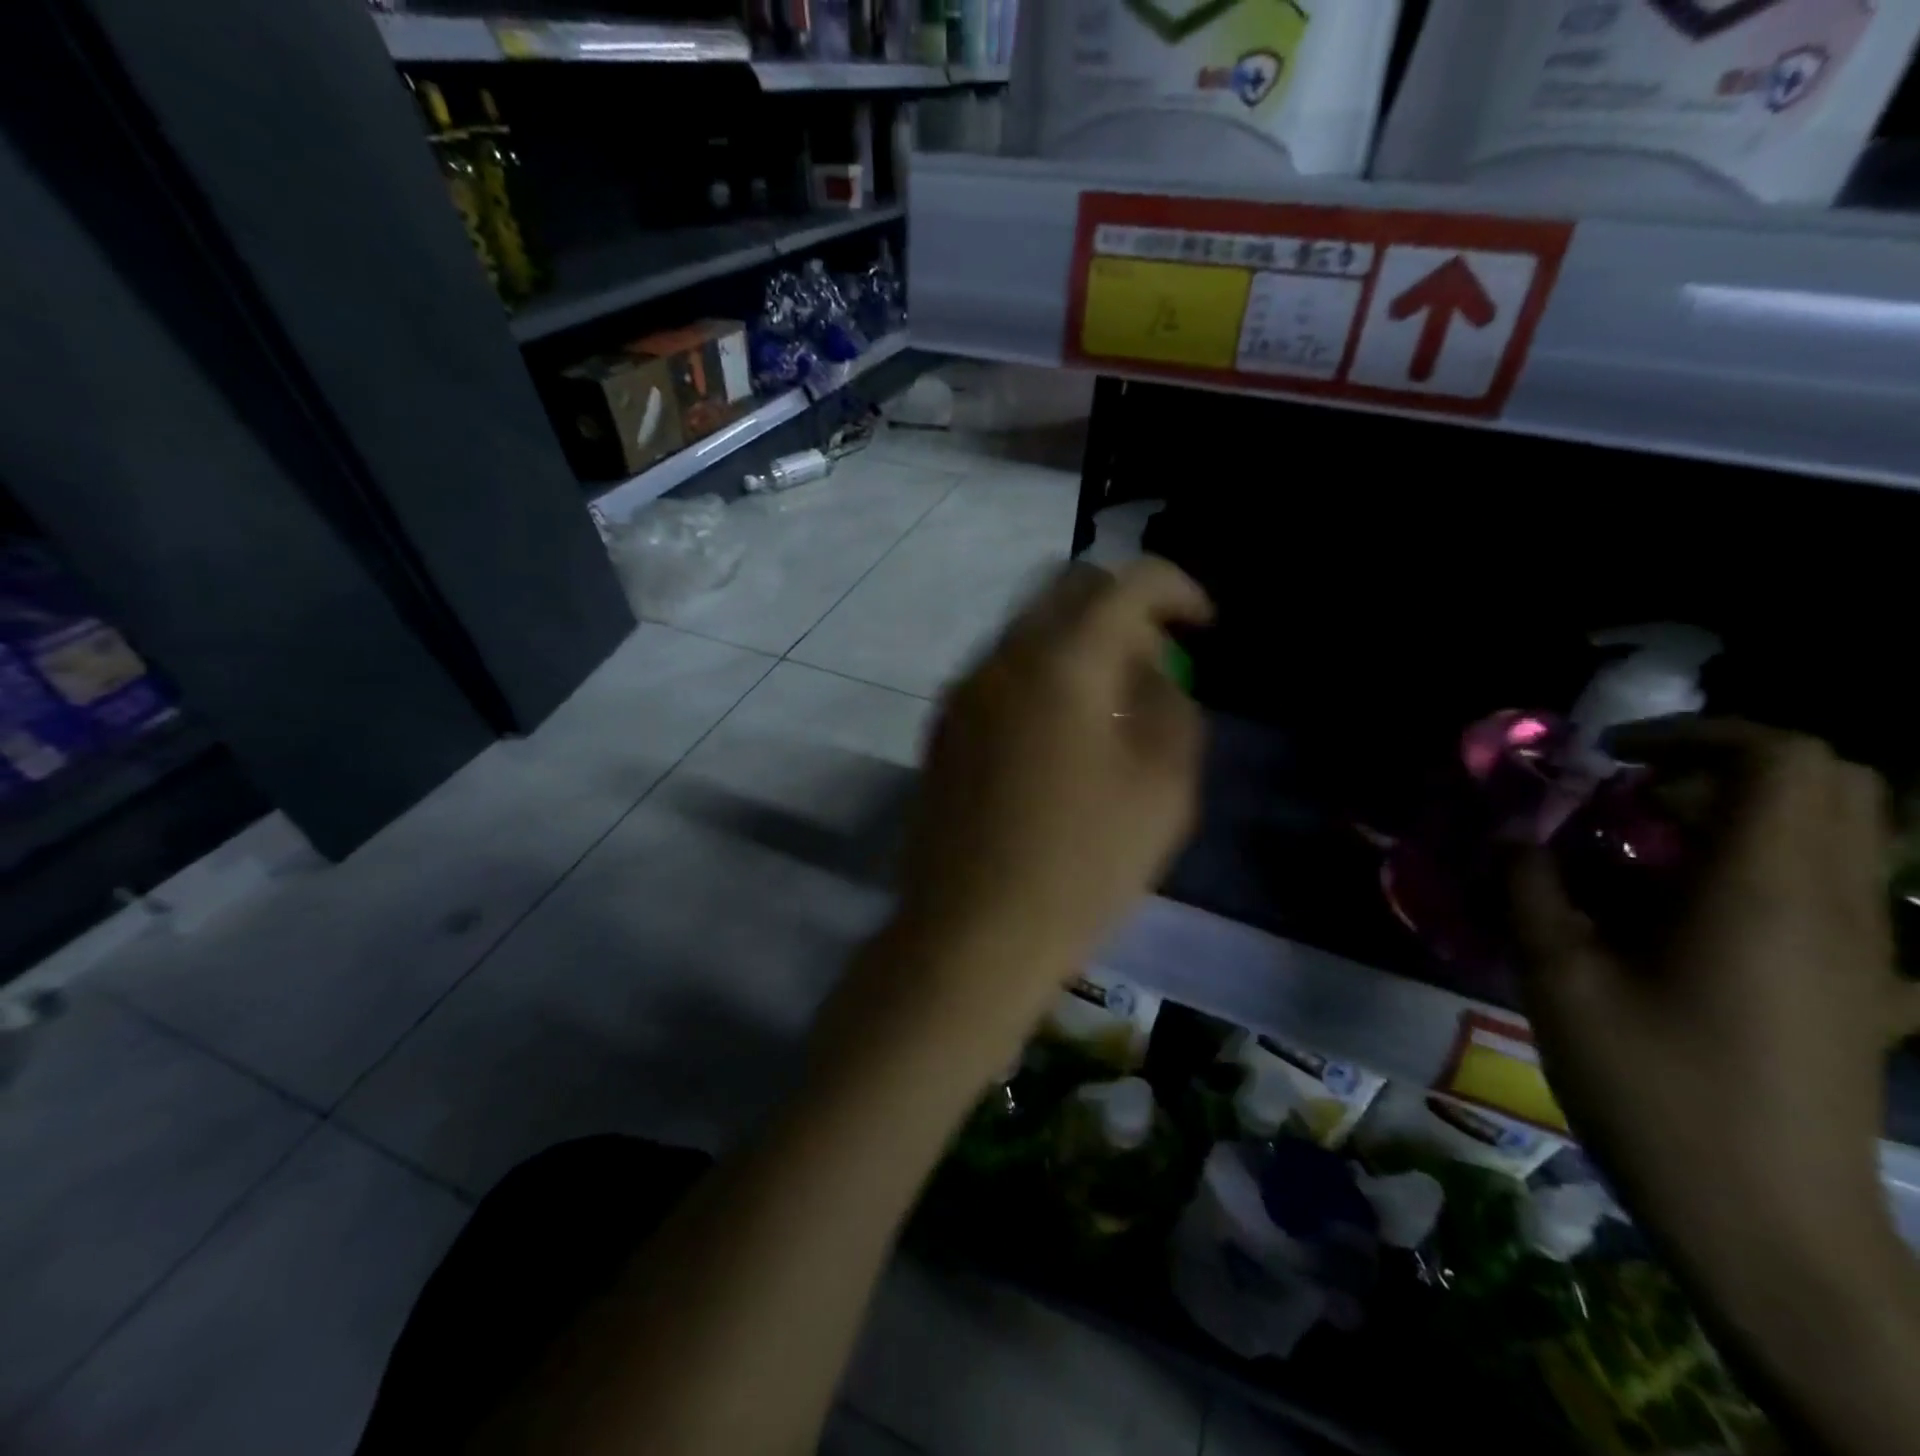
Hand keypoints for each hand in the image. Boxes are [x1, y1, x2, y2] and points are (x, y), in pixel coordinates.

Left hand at [889, 557, 1211, 1032]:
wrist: (971, 932)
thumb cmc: (1081, 867)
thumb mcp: (1163, 789)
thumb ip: (1171, 706)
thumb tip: (1152, 671)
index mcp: (1062, 662)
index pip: (1126, 583)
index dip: (1177, 589)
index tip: (1202, 625)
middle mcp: (1002, 657)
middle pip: (1068, 590)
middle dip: (1123, 608)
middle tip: (1154, 661)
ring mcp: (962, 691)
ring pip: (1029, 628)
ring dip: (1078, 642)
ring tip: (1109, 703)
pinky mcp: (941, 726)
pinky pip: (1001, 671)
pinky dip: (1040, 674)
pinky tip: (1058, 734)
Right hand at [1510, 720, 1916, 1244]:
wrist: (1772, 1227)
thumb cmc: (1656, 1090)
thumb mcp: (1559, 980)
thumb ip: (1531, 890)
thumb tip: (1512, 837)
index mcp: (1766, 891)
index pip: (1783, 756)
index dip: (1697, 733)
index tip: (1615, 758)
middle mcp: (1838, 905)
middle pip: (1830, 781)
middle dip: (1725, 767)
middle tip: (1636, 800)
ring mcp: (1867, 952)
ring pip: (1839, 834)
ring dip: (1743, 817)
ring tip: (1650, 856)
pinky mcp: (1865, 991)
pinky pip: (1834, 892)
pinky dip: (1766, 871)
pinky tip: (1696, 923)